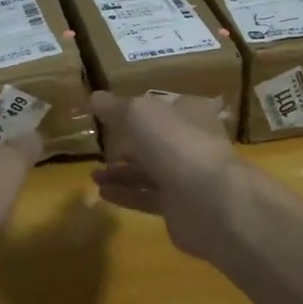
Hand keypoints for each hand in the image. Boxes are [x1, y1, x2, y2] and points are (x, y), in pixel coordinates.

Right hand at [89, 92, 246, 260]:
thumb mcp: (139, 113)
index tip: (113, 115)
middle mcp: (192, 142)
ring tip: (94, 175)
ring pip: (150, 171)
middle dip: (128, 145)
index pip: (164, 106)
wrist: (208, 200)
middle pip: (156, 141)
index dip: (140, 109)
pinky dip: (126, 194)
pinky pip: (148, 197)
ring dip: (122, 173)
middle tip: (101, 149)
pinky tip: (102, 194)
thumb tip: (94, 97)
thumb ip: (116, 107)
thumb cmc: (175, 142)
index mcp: (191, 113)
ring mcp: (188, 176)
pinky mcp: (180, 207)